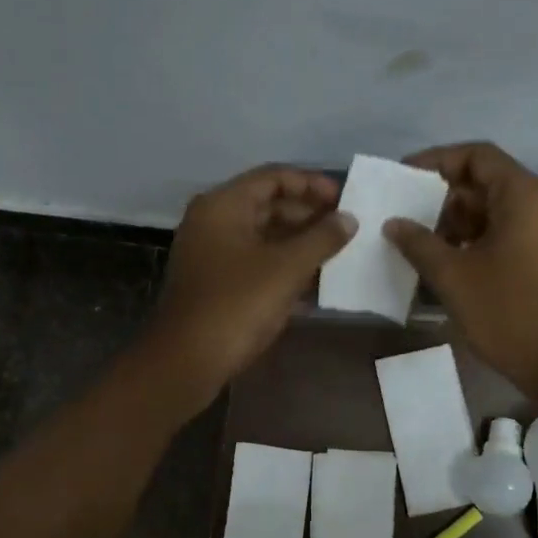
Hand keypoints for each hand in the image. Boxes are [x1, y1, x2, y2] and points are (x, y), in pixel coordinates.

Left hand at [144, 165, 356, 407]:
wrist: (187, 360)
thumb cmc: (237, 304)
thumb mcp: (287, 268)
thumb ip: (321, 238)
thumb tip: (349, 219)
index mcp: (223, 205)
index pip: (273, 177)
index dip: (311, 184)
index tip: (343, 199)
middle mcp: (213, 221)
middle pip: (267, 204)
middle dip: (308, 214)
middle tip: (344, 228)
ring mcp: (211, 253)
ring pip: (262, 235)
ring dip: (298, 241)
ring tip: (336, 252)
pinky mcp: (215, 282)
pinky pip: (255, 261)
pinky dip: (283, 265)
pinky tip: (314, 280)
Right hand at [384, 142, 537, 399]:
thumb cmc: (508, 312)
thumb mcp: (453, 276)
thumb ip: (419, 243)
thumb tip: (394, 223)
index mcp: (524, 195)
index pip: (477, 156)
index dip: (437, 161)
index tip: (403, 177)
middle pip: (487, 181)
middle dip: (443, 196)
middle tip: (406, 215)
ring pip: (496, 209)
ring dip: (458, 221)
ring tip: (420, 241)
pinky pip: (509, 231)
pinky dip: (478, 238)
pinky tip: (448, 261)